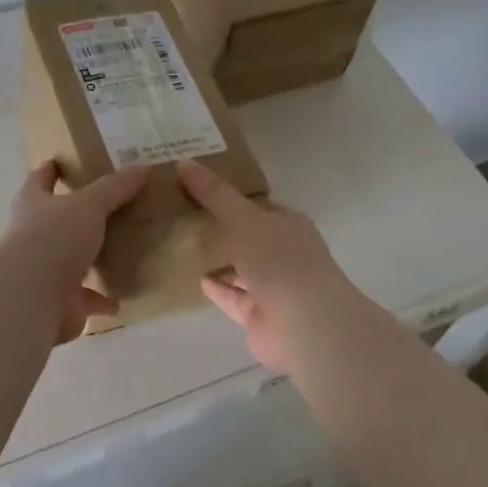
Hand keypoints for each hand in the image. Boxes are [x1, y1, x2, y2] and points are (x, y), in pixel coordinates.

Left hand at [0, 162, 150, 343]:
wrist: (32, 297)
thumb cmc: (54, 237)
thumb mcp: (90, 204)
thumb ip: (116, 187)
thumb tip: (144, 166)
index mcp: (33, 204)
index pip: (40, 179)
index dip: (51, 169)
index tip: (63, 161)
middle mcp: (33, 235)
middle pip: (56, 220)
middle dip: (77, 216)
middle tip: (108, 207)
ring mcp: (44, 271)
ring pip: (71, 260)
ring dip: (90, 259)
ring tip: (119, 252)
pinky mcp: (59, 301)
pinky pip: (85, 298)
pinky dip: (100, 298)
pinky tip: (120, 297)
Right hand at [176, 158, 362, 374]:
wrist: (305, 324)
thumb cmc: (279, 261)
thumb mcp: (243, 218)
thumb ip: (214, 194)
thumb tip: (183, 162)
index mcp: (288, 225)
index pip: (257, 205)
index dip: (230, 196)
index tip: (197, 188)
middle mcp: (283, 254)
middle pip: (248, 237)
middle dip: (221, 228)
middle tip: (182, 215)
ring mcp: (273, 287)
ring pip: (240, 269)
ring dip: (218, 260)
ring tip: (182, 246)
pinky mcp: (258, 315)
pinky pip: (233, 296)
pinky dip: (217, 288)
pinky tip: (196, 278)